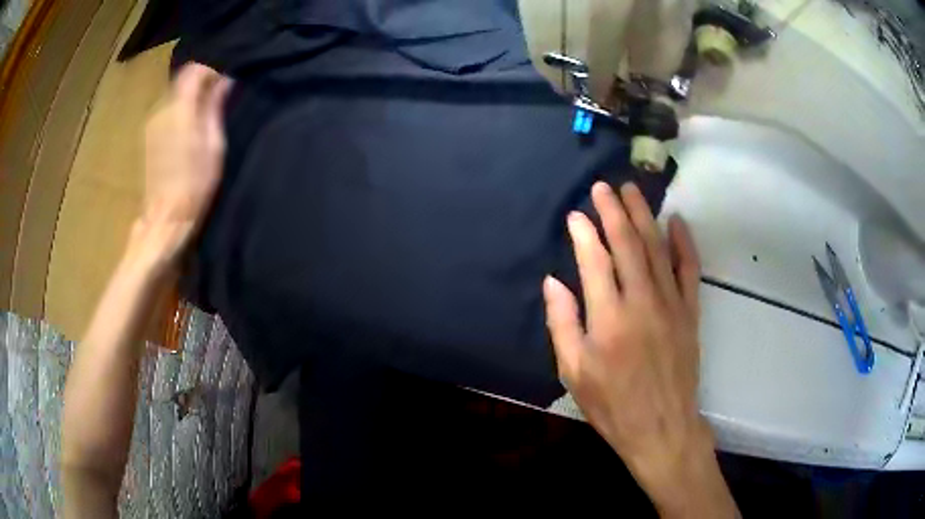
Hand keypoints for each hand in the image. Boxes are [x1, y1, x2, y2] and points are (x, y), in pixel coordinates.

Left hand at [139, 62, 231, 263]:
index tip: (224, 81)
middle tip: (218, 99)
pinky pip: (167, 111)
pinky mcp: (148, 136)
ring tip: (204, 116)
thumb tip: (225, 80)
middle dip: (201, 84)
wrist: (165, 218)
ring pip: (175, 95)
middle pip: (183, 81)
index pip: (194, 71)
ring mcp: (152, 123)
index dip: (211, 70)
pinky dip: (180, 111)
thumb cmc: (194, 185)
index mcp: (180, 110)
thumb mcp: (213, 145)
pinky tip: (188, 130)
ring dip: (190, 98)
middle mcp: (162, 110)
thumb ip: (215, 107)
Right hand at [544, 182, 735, 516]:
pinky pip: (689, 270)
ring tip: (632, 191)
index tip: (575, 215)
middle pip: (628, 245)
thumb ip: (562, 324)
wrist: (662, 428)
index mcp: (609, 319)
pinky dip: (684, 243)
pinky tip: (678, 221)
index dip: (584, 234)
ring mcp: (671, 304)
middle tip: (603, 186)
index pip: (595, 261)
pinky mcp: (690, 312)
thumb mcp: (574, 373)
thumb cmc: (613, 405)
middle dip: (614, 211)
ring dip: (644, 216)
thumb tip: (553, 282)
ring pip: (657, 249)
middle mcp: (642, 302)